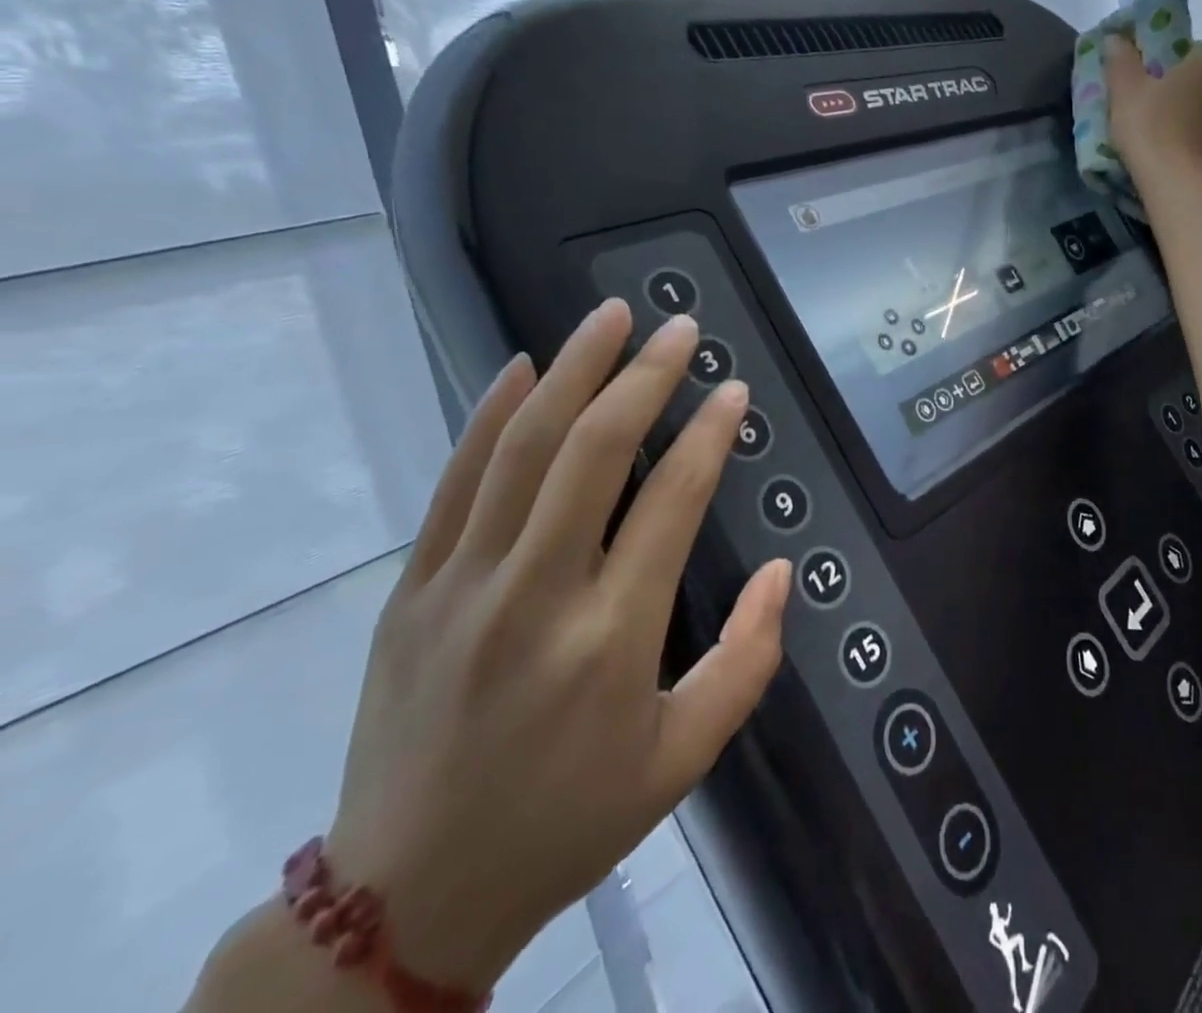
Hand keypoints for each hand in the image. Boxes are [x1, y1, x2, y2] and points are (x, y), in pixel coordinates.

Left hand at [324, 303, 790, 992]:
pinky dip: (490, 415)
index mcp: (612, 637)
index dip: (708, 434)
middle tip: (680, 328)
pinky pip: (456, 483)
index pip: (671, 502)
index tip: (733, 389)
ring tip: (611, 317)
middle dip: (644, 377)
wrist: (404, 897)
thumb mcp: (683, 757)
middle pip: (593, 452)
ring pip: (522, 449)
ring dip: (572, 371)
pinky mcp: (412, 590)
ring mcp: (462, 586)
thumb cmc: (567, 821)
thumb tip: (782, 570)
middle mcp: (536, 595)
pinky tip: (521, 367)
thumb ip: (748, 659)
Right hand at [1104, 34, 1201, 186]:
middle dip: (1181, 92)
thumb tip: (1116, 37)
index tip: (1145, 80)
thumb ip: (1121, 60)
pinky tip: (1176, 158)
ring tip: (1164, 138)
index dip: (1165, 63)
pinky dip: (1197, 145)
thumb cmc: (1151, 130)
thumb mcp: (1125, 90)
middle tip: (1151, 109)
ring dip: (1192, 120)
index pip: (1189, 51)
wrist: (1179, 187)